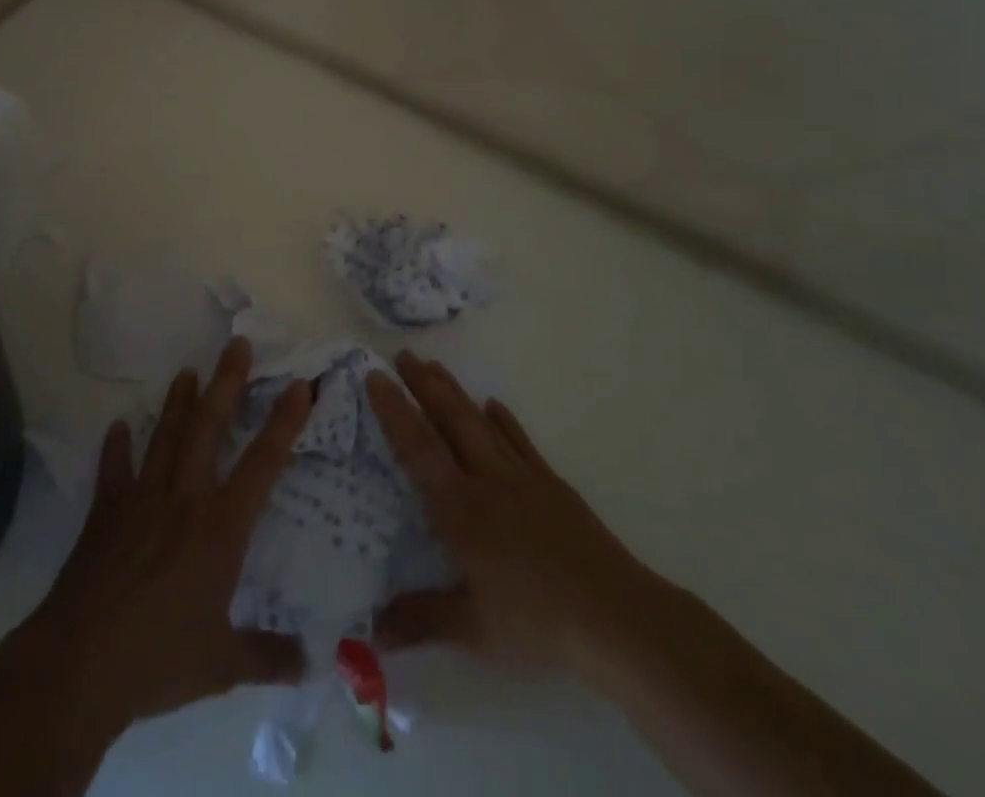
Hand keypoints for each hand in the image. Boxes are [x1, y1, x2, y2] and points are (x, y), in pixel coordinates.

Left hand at [0, 338, 313, 796]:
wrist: (81, 663)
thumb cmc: (159, 657)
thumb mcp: (223, 664)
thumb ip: (269, 657)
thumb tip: (310, 665)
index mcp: (221, 527)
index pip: (263, 463)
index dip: (285, 422)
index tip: (301, 385)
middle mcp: (185, 498)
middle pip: (210, 426)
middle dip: (226, 382)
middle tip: (238, 344)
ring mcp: (142, 498)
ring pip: (166, 435)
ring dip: (178, 401)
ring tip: (188, 370)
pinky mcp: (106, 511)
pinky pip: (114, 469)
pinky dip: (117, 446)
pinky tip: (120, 426)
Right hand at [366, 350, 646, 677]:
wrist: (616, 616)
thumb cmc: (538, 623)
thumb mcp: (474, 630)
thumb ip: (420, 620)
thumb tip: (369, 631)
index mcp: (461, 509)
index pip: (418, 449)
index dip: (395, 411)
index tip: (375, 376)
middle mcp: (488, 480)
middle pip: (451, 420)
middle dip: (424, 384)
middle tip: (403, 353)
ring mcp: (523, 477)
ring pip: (481, 422)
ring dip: (455, 391)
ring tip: (435, 366)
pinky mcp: (552, 484)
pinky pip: (520, 440)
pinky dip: (503, 420)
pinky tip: (494, 406)